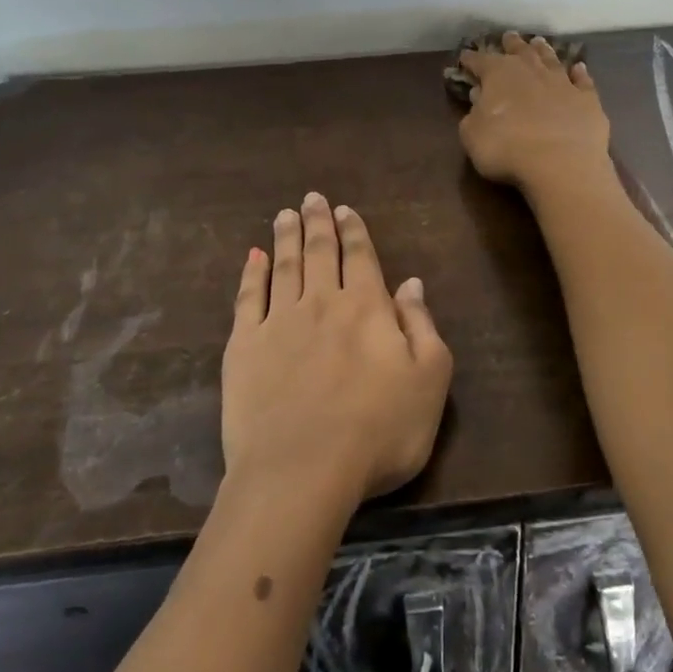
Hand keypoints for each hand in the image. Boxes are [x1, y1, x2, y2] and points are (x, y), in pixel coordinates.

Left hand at [223, 193, 453, 504]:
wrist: (301, 473)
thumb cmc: (378, 432)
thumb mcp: (429, 380)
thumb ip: (421, 326)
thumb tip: (411, 283)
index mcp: (367, 307)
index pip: (360, 257)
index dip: (353, 230)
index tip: (343, 209)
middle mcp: (322, 302)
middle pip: (320, 252)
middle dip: (317, 222)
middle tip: (311, 198)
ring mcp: (278, 322)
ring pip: (284, 266)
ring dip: (286, 237)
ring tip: (285, 215)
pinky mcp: (243, 347)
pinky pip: (247, 299)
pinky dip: (251, 274)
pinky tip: (252, 258)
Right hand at [456, 32, 611, 193]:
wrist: (561, 163)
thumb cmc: (506, 148)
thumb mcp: (473, 135)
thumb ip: (472, 114)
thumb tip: (478, 96)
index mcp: (499, 74)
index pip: (480, 61)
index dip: (471, 59)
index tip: (465, 57)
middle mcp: (531, 70)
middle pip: (519, 51)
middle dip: (511, 44)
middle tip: (508, 37)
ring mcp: (562, 82)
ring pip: (550, 59)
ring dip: (543, 51)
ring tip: (539, 42)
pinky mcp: (587, 99)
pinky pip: (582, 81)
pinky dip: (579, 73)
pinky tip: (579, 68)